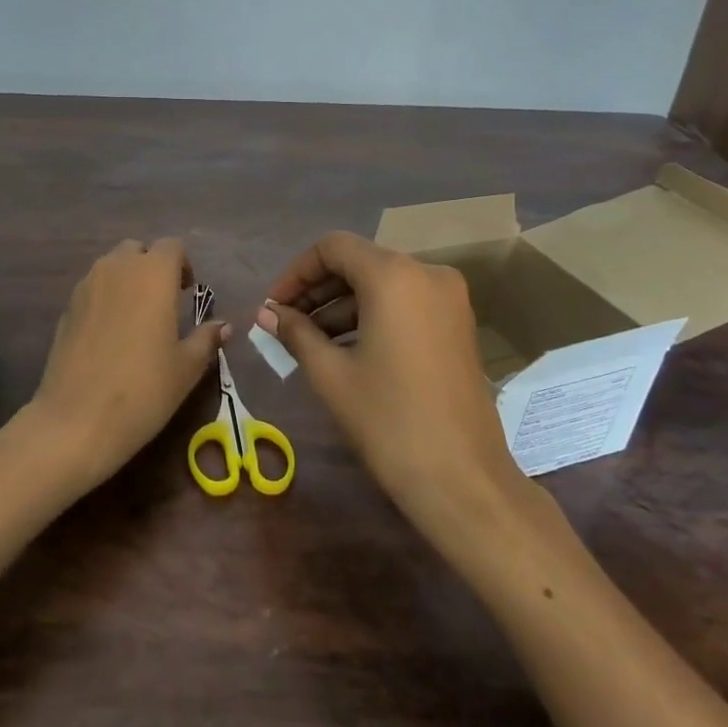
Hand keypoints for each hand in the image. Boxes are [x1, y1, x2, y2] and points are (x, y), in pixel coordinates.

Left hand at [31, 238, 228, 493]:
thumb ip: (206, 339)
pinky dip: (105, 299)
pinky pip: (92, 289)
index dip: (182, 265)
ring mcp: (85, 287)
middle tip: (164, 301)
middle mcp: (116, 269)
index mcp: (152, 274)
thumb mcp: (186, 367)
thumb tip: (223, 326)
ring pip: (110, 267)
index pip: (171, 247)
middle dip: (151, 267)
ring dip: (127, 280)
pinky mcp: (66, 309)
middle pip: (137, 250)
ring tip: (137, 318)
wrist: (77, 420)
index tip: (187, 292)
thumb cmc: (144, 389)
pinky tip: (110, 336)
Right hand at [258, 233, 529, 526]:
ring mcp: (449, 299)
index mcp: (394, 276)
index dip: (296, 272)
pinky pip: (404, 304)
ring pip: (382, 284)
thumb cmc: (388, 420)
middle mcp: (427, 273)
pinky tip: (344, 348)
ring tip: (308, 340)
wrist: (461, 478)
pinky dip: (371, 316)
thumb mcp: (331, 374)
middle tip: (284, 323)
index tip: (273, 307)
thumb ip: (295, 332)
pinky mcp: (457, 324)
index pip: (333, 248)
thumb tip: (266, 313)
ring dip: (342, 305)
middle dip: (317, 289)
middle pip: (359, 263)